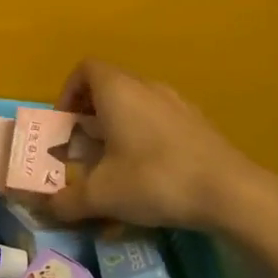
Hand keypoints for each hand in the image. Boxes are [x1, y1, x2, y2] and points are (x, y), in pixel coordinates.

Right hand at [46, 59, 277, 241]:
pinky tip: (149, 170)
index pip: (85, 69)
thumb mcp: (102, 196)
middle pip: (110, 85)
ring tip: (114, 161)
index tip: (65, 124)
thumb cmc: (155, 180)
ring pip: (136, 101)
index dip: (68, 92)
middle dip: (90, 113)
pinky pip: (160, 117)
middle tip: (84, 147)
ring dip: (119, 124)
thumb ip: (67, 200)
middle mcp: (146, 86)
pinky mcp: (198, 122)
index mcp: (118, 90)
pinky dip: (145, 134)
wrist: (229, 192)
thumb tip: (47, 208)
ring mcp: (177, 102)